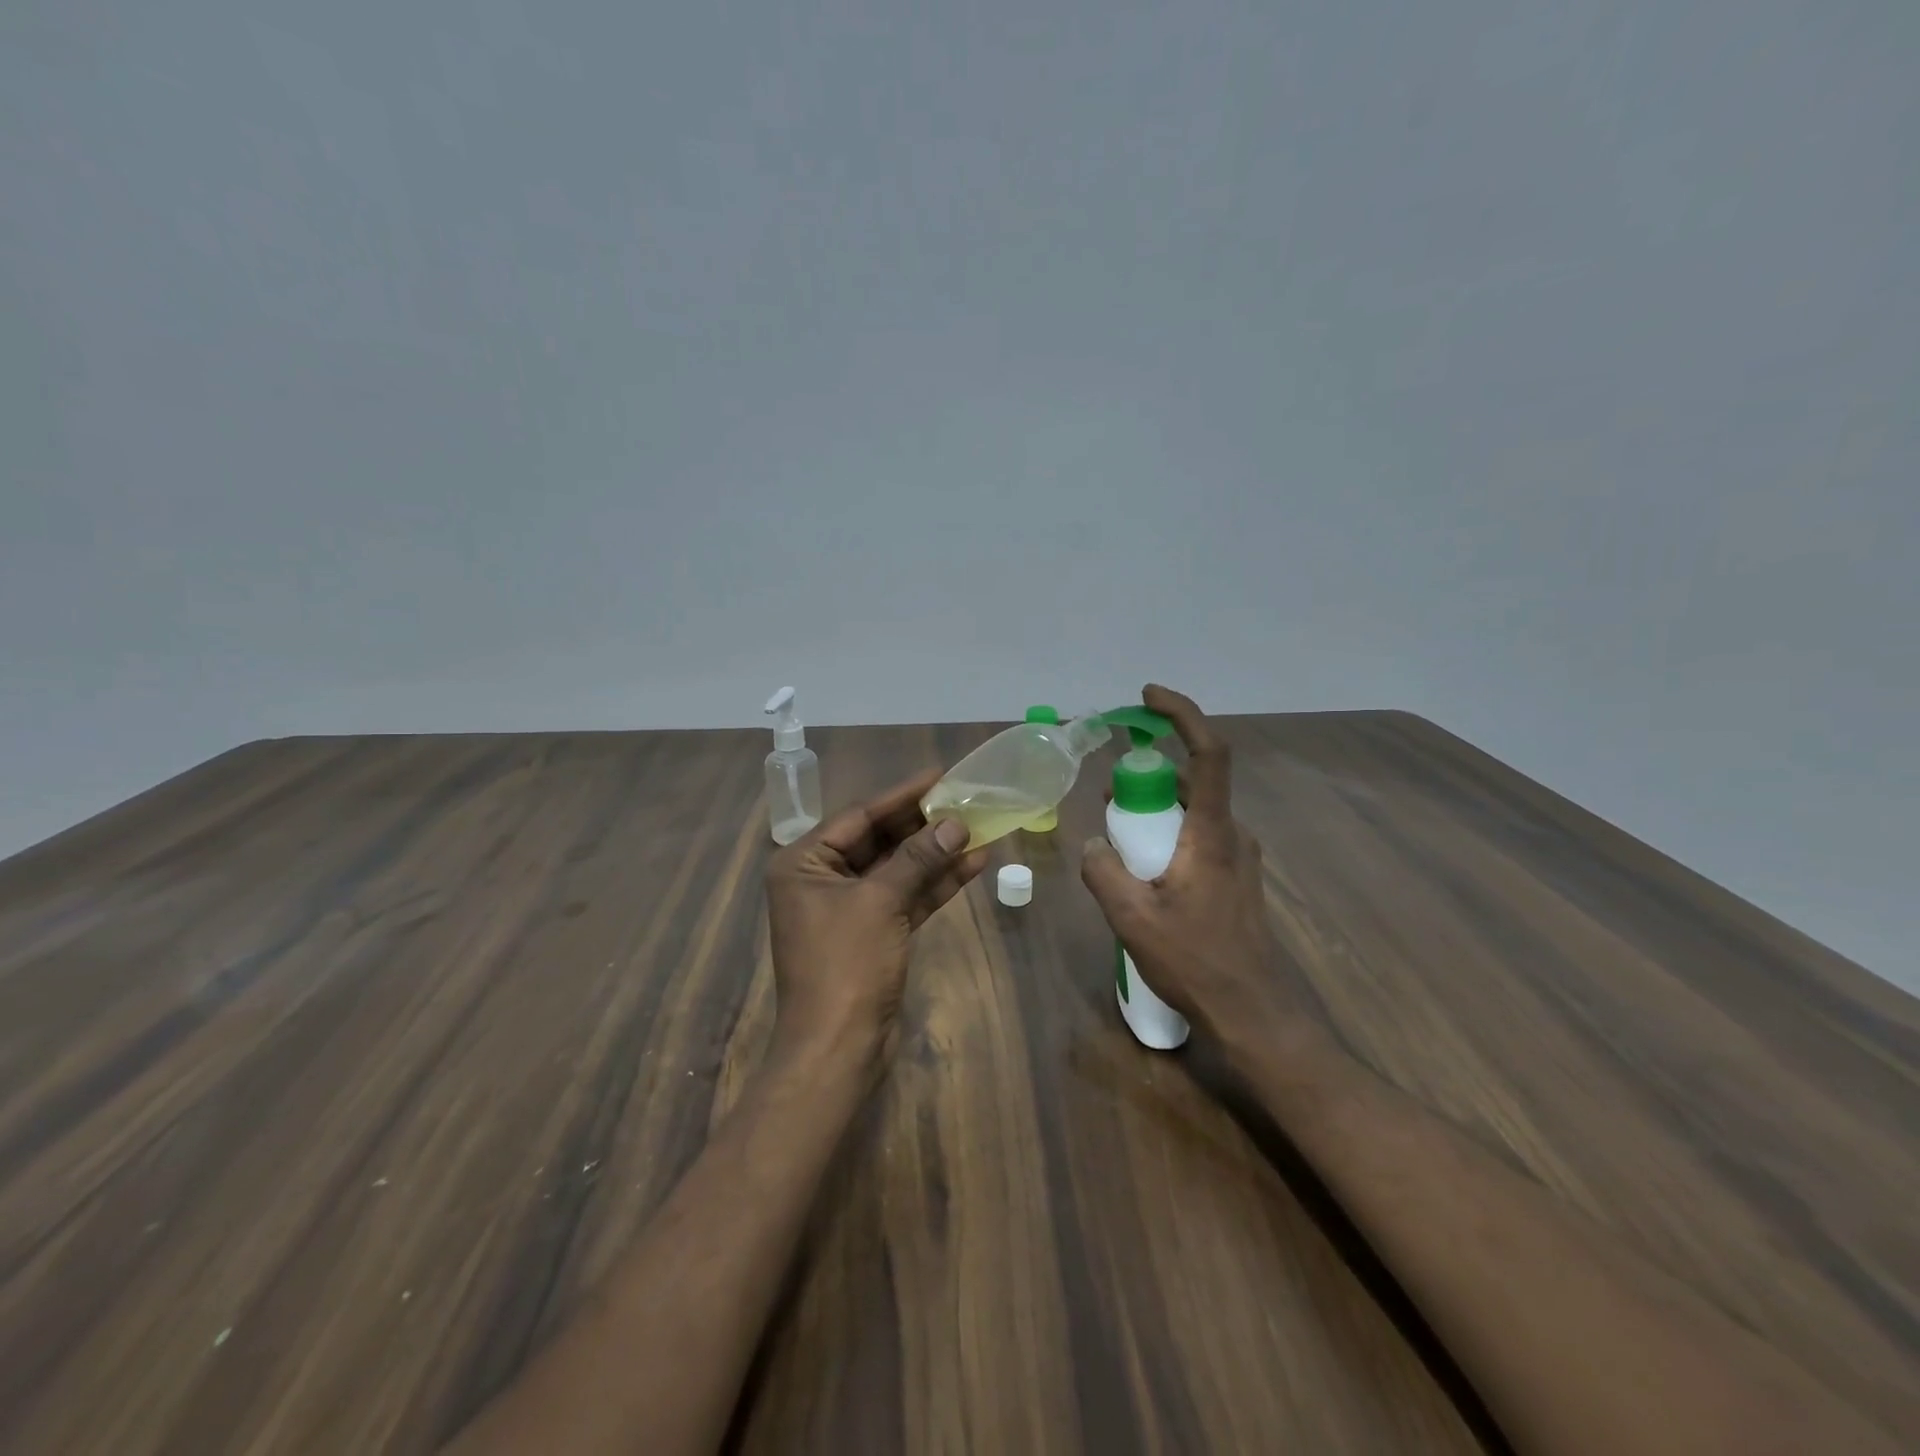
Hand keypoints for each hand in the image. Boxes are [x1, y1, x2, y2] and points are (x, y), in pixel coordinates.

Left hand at [765, 769, 987, 1061]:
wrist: (837, 1050)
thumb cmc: (845, 966)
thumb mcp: (880, 903)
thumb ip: (917, 859)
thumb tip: (955, 823)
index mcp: (804, 863)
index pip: (859, 816)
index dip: (903, 796)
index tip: (939, 775)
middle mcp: (821, 879)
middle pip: (879, 840)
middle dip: (923, 824)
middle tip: (965, 799)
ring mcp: (848, 908)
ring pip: (897, 869)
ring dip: (936, 853)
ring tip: (979, 828)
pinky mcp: (873, 933)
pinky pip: (905, 897)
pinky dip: (935, 884)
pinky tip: (972, 864)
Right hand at [1080, 685, 1314, 1049]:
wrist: (1254, 1012)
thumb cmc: (1196, 961)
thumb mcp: (1131, 917)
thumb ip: (1103, 871)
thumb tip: (1094, 845)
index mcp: (1212, 833)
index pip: (1207, 753)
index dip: (1181, 714)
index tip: (1148, 697)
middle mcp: (1231, 834)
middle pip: (1193, 781)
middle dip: (1149, 777)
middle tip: (1111, 799)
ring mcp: (1238, 856)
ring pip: (1193, 811)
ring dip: (1156, 810)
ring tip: (1119, 839)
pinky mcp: (1235, 877)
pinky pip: (1198, 836)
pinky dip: (1168, 834)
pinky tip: (1144, 871)